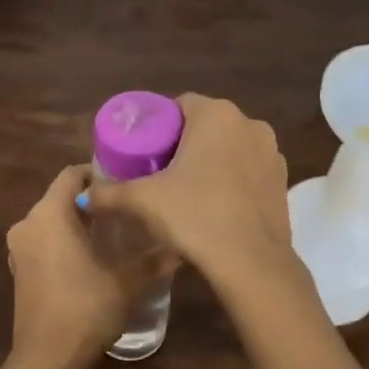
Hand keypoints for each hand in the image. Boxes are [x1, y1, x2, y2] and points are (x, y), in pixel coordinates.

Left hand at [7, 164, 166, 368]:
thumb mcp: (126, 282)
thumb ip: (153, 260)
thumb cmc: (85, 309)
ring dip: (77, 224)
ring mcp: (18, 249)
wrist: (47, 360)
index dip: (97, 173)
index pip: (70, 175)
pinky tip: (90, 259)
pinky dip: (63, 243)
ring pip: (51, 222)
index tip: (124, 183)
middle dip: (91, 202)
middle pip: (60, 198)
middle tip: (126, 211)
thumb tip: (181, 247)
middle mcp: (27, 224)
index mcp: (48, 215)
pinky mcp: (19, 271)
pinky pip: (43, 243)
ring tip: (113, 235)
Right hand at [84, 95, 291, 279]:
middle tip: (159, 172)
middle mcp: (250, 125)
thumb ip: (109, 194)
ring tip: (186, 191)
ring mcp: (272, 154)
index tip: (143, 151)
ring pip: (230, 149)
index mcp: (217, 115)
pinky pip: (248, 172)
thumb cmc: (195, 216)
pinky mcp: (283, 183)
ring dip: (210, 162)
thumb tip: (85, 196)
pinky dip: (231, 181)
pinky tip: (214, 207)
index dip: (158, 125)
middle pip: (205, 126)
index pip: (179, 105)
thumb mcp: (143, 201)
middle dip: (183, 144)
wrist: (251, 263)